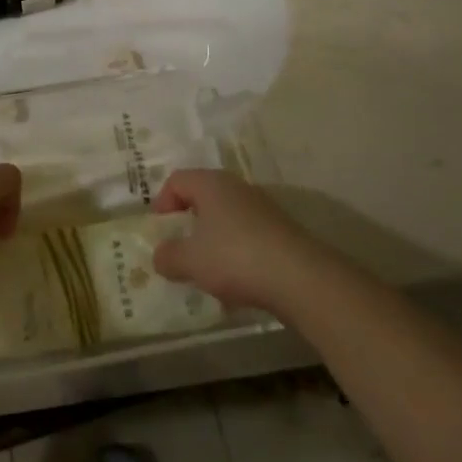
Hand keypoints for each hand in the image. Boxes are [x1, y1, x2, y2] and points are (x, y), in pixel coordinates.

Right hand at [152, 169, 315, 313]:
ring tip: (207, 270)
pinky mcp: (281, 232)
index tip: (160, 230)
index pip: (177, 180)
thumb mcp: (191, 261)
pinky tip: (236, 282)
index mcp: (211, 184)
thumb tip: (160, 256)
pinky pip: (247, 236)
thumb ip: (169, 256)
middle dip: (188, 222)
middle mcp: (237, 188)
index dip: (162, 202)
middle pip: (203, 197)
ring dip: (213, 240)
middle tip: (179, 247)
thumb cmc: (235, 258)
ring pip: (227, 218)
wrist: (301, 279)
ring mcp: (263, 209)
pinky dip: (236, 253)